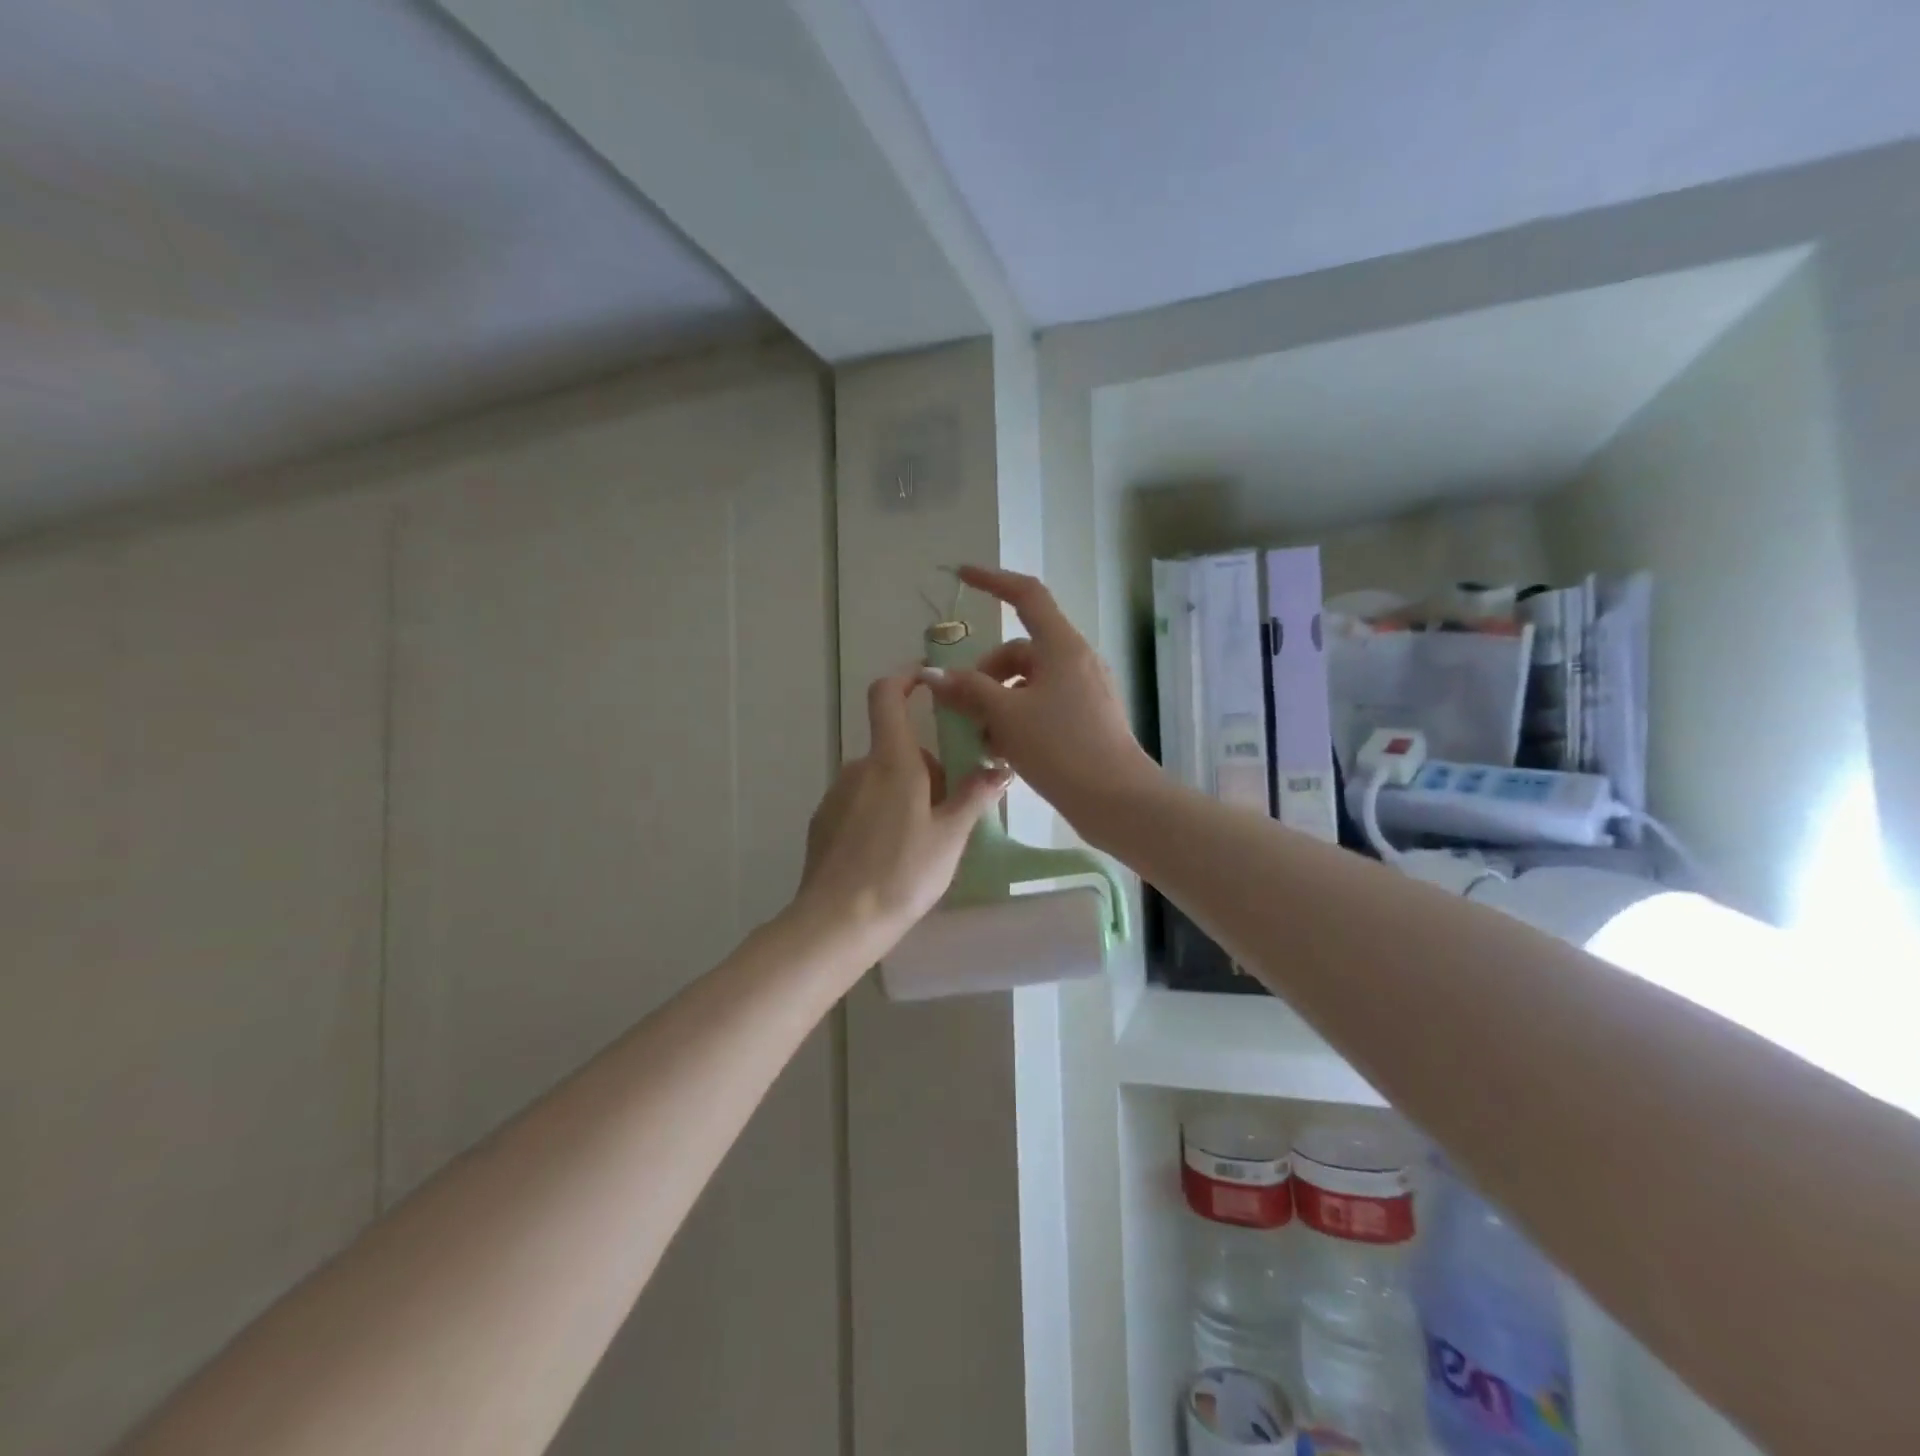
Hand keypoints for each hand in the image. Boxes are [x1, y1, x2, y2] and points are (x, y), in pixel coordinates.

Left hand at [794, 673, 1010, 954]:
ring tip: (923, 843)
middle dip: (927, 769)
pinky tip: (890, 856)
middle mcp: (859, 767)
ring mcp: (837, 794)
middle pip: (899, 749)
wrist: (838, 921)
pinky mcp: (824, 821)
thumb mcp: (950, 836)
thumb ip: (974, 796)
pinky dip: (881, 814)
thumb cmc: (902, 873)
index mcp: (892, 761)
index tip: (928, 681)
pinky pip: (861, 803)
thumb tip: (999, 767)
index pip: (888, 696)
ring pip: (882, 779)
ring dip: (906, 794)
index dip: (906, 678)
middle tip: (950, 812)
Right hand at [919, 565, 1159, 838]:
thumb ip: (969, 690)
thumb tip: (934, 675)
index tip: (962, 576)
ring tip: (982, 740)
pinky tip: (1004, 754)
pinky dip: (1019, 720)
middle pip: (1021, 651)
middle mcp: (1077, 661)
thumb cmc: (1061, 747)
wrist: (1117, 799)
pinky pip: (1044, 707)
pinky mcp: (1088, 720)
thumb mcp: (1006, 716)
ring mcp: (1086, 692)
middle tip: (963, 709)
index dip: (993, 581)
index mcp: (1062, 647)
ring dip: (999, 703)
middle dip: (986, 674)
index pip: (1026, 595)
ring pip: (1030, 684)